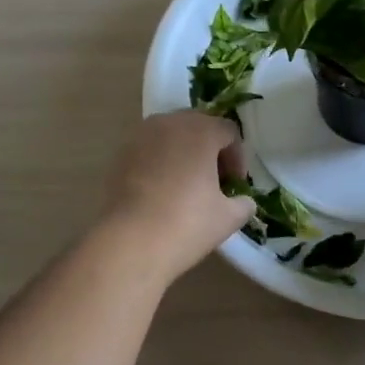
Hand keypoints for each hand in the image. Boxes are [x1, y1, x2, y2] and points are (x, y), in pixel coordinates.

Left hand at [92, 112, 256, 285]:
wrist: (130, 241)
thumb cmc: (186, 223)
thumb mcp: (228, 218)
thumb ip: (243, 203)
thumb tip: (243, 202)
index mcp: (200, 130)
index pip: (228, 131)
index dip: (237, 157)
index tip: (235, 185)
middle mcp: (170, 123)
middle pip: (198, 126)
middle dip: (210, 150)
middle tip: (215, 181)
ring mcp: (141, 136)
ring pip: (171, 136)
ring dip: (184, 153)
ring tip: (187, 185)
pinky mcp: (121, 153)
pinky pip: (149, 149)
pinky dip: (161, 162)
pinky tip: (162, 191)